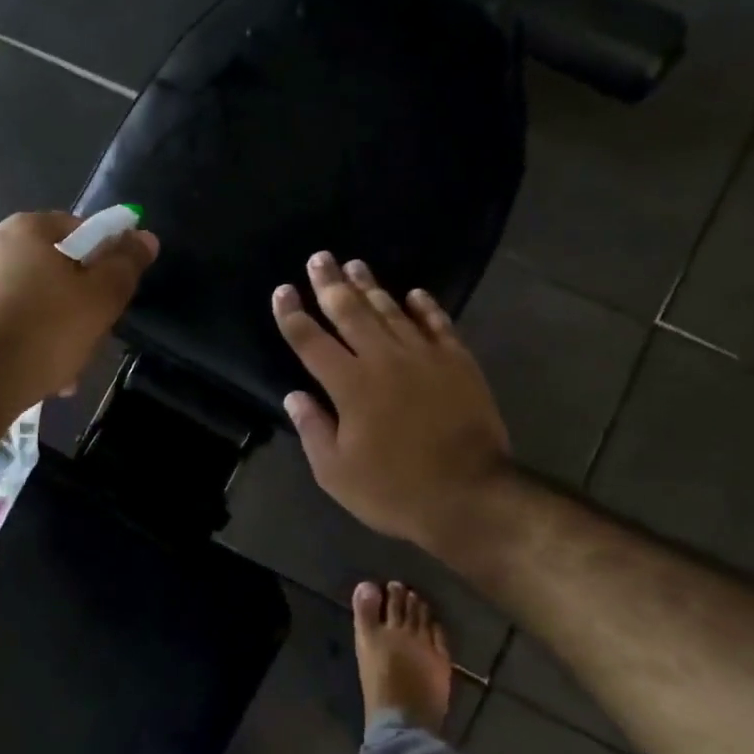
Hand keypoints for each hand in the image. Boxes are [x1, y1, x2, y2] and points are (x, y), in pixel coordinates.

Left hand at [0, 211, 157, 421]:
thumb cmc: (43, 332)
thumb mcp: (100, 299)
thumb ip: (125, 265)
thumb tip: (144, 236)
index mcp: (26, 229)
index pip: (79, 229)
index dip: (104, 260)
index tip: (112, 296)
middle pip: (53, 268)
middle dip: (77, 304)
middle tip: (91, 338)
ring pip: (29, 301)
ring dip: (52, 330)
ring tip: (64, 370)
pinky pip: (3, 322)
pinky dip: (22, 342)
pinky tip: (34, 374)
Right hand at [273, 252, 511, 554]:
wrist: (470, 495)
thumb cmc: (395, 489)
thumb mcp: (336, 473)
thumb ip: (313, 429)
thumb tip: (294, 395)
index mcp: (349, 385)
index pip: (311, 341)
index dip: (293, 315)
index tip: (282, 291)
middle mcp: (383, 359)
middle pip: (351, 312)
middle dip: (330, 284)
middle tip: (319, 258)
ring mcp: (425, 357)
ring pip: (392, 311)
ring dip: (371, 286)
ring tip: (356, 265)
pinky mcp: (458, 362)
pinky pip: (438, 324)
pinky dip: (425, 307)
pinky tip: (415, 294)